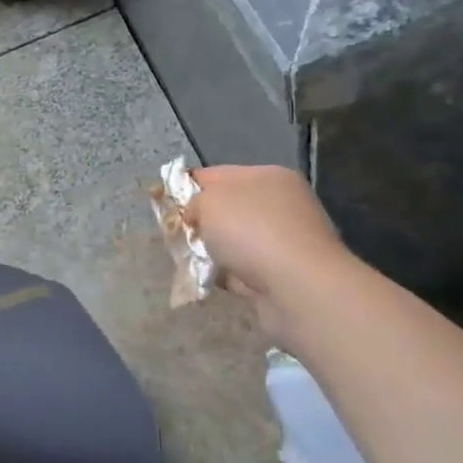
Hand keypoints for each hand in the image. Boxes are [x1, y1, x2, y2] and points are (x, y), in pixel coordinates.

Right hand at [188, 166, 345, 331]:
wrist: (298, 289)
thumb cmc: (252, 232)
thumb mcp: (209, 202)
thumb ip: (194, 201)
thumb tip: (194, 213)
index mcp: (268, 176)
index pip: (218, 174)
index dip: (187, 186)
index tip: (164, 203)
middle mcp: (282, 204)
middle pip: (228, 209)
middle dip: (200, 222)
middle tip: (176, 236)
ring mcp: (286, 241)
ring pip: (235, 242)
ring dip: (212, 252)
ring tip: (189, 262)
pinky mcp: (285, 274)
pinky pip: (245, 270)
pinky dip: (228, 275)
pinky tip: (211, 281)